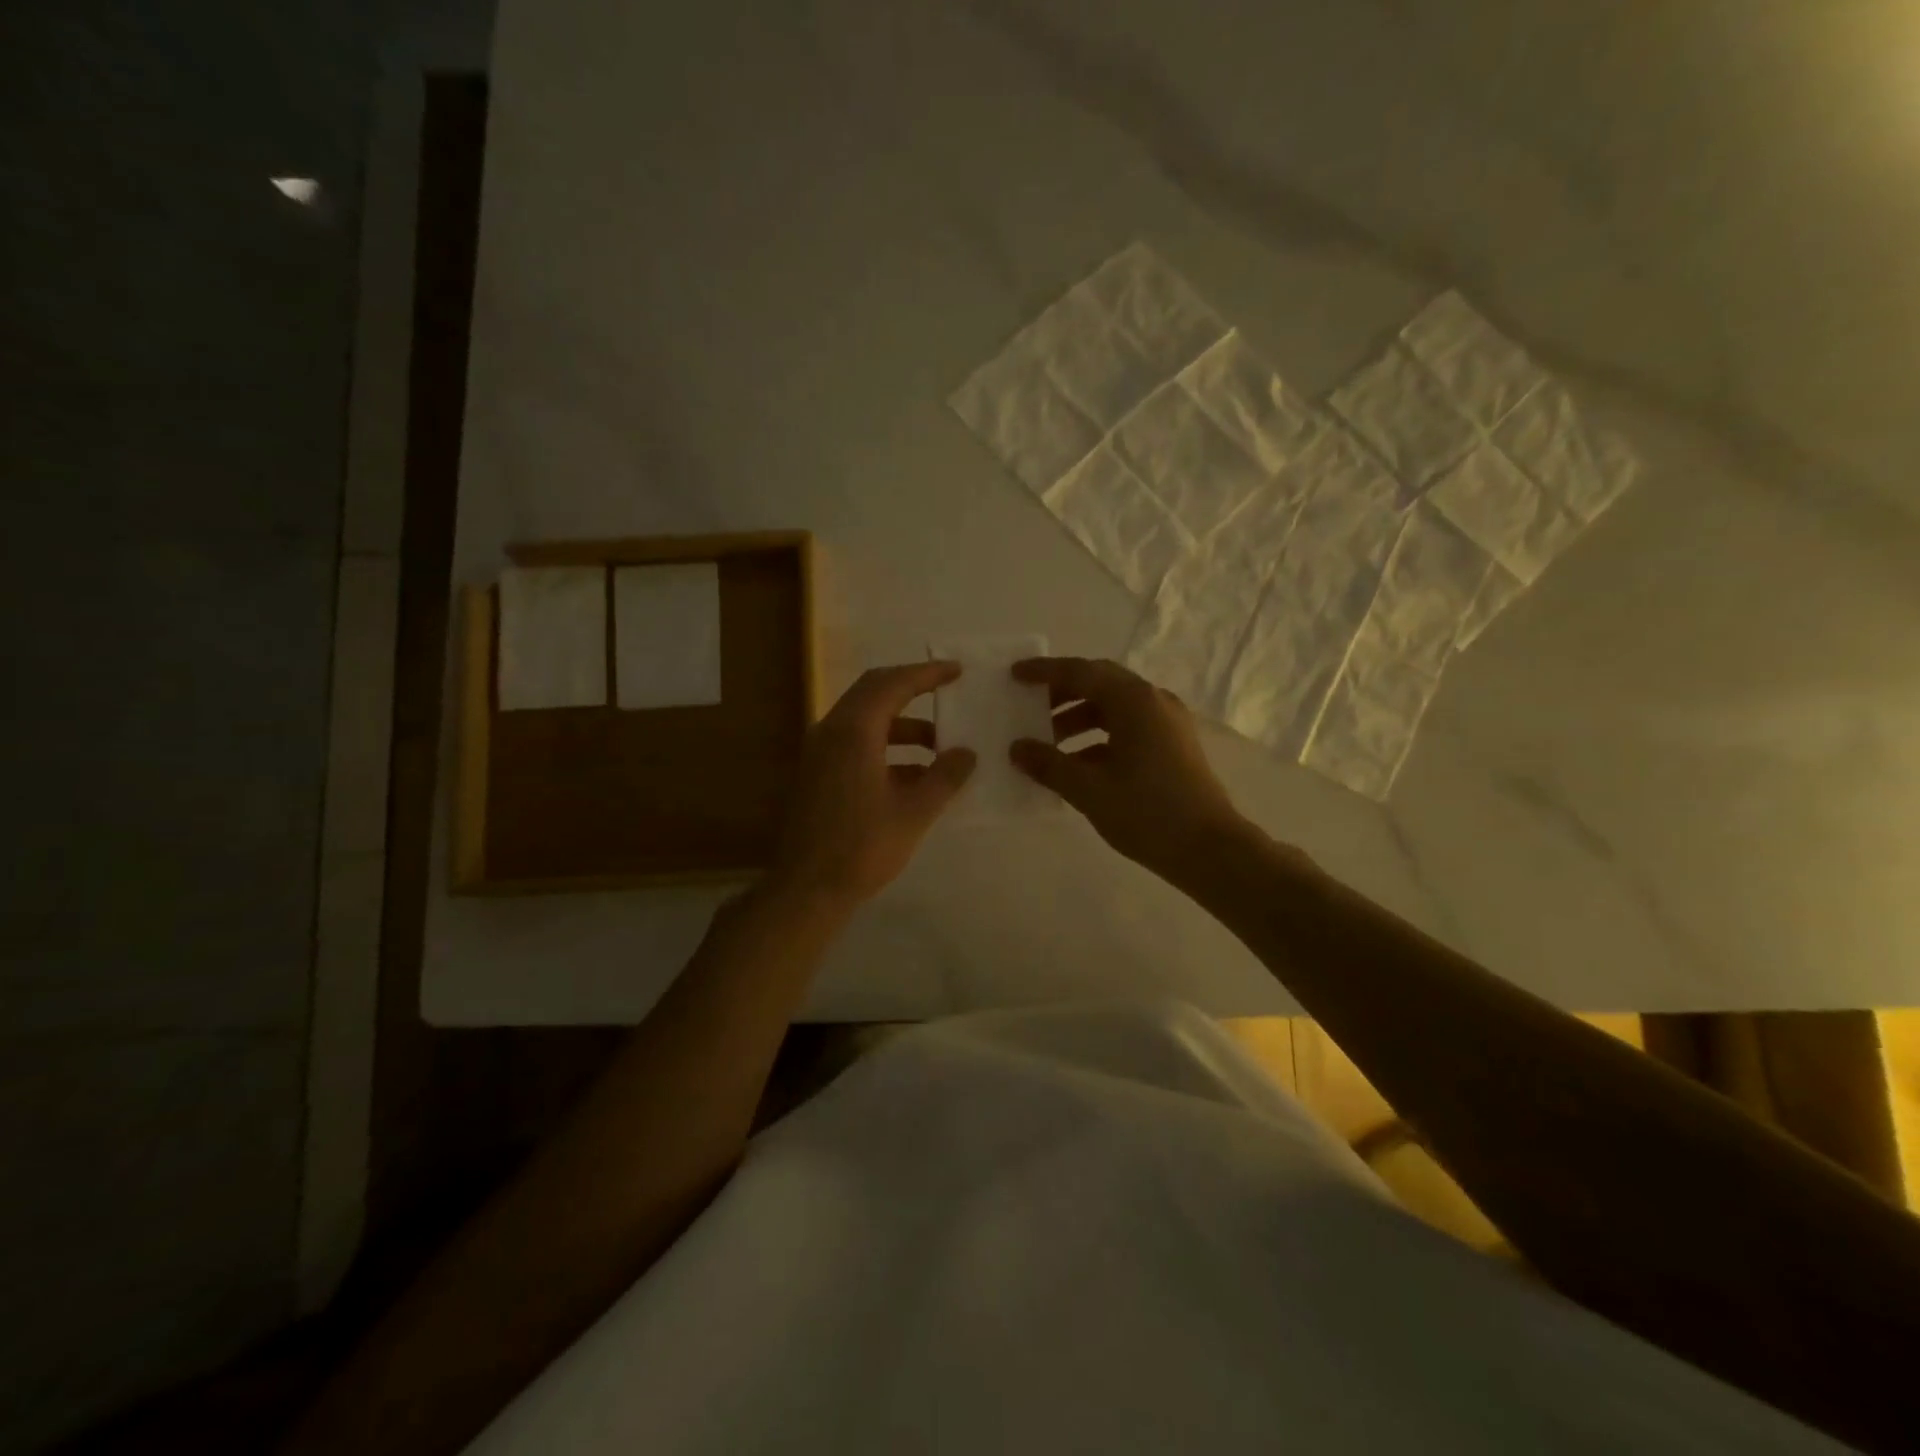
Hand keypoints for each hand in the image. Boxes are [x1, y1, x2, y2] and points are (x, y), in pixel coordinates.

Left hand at [768, 661, 976, 907]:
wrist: (806, 888)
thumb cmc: (862, 848)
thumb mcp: (914, 812)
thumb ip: (944, 778)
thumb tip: (967, 753)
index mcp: (853, 732)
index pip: (893, 684)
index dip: (926, 674)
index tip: (955, 671)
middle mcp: (831, 731)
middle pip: (873, 691)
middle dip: (912, 688)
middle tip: (945, 689)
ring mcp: (820, 752)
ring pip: (864, 720)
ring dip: (902, 725)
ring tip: (939, 745)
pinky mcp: (817, 773)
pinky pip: (855, 743)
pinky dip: (885, 746)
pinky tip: (914, 774)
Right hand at [1009, 656, 1249, 879]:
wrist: (1211, 850)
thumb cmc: (1147, 812)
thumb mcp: (1089, 789)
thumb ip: (1049, 764)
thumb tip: (1017, 748)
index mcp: (1134, 701)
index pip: (1081, 672)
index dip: (1045, 672)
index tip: (1015, 675)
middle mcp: (1153, 701)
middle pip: (1099, 684)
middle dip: (1061, 693)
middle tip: (1029, 706)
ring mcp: (1167, 723)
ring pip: (1114, 707)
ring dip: (1078, 718)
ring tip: (1047, 742)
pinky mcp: (1173, 746)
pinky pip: (1128, 727)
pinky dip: (1098, 737)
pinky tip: (1076, 764)